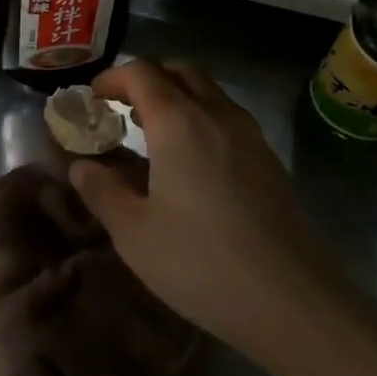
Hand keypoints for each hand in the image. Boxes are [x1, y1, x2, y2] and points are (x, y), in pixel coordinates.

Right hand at [68, 60, 346, 358]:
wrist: (295, 303)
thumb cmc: (201, 263)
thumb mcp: (133, 233)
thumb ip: (101, 191)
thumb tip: (81, 167)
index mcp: (179, 123)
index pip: (142, 73)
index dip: (112, 78)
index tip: (92, 99)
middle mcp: (218, 117)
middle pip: (181, 72)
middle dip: (148, 79)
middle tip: (122, 108)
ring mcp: (251, 138)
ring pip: (210, 93)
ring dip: (178, 97)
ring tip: (152, 134)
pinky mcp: (270, 164)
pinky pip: (229, 119)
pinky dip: (202, 120)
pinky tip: (191, 164)